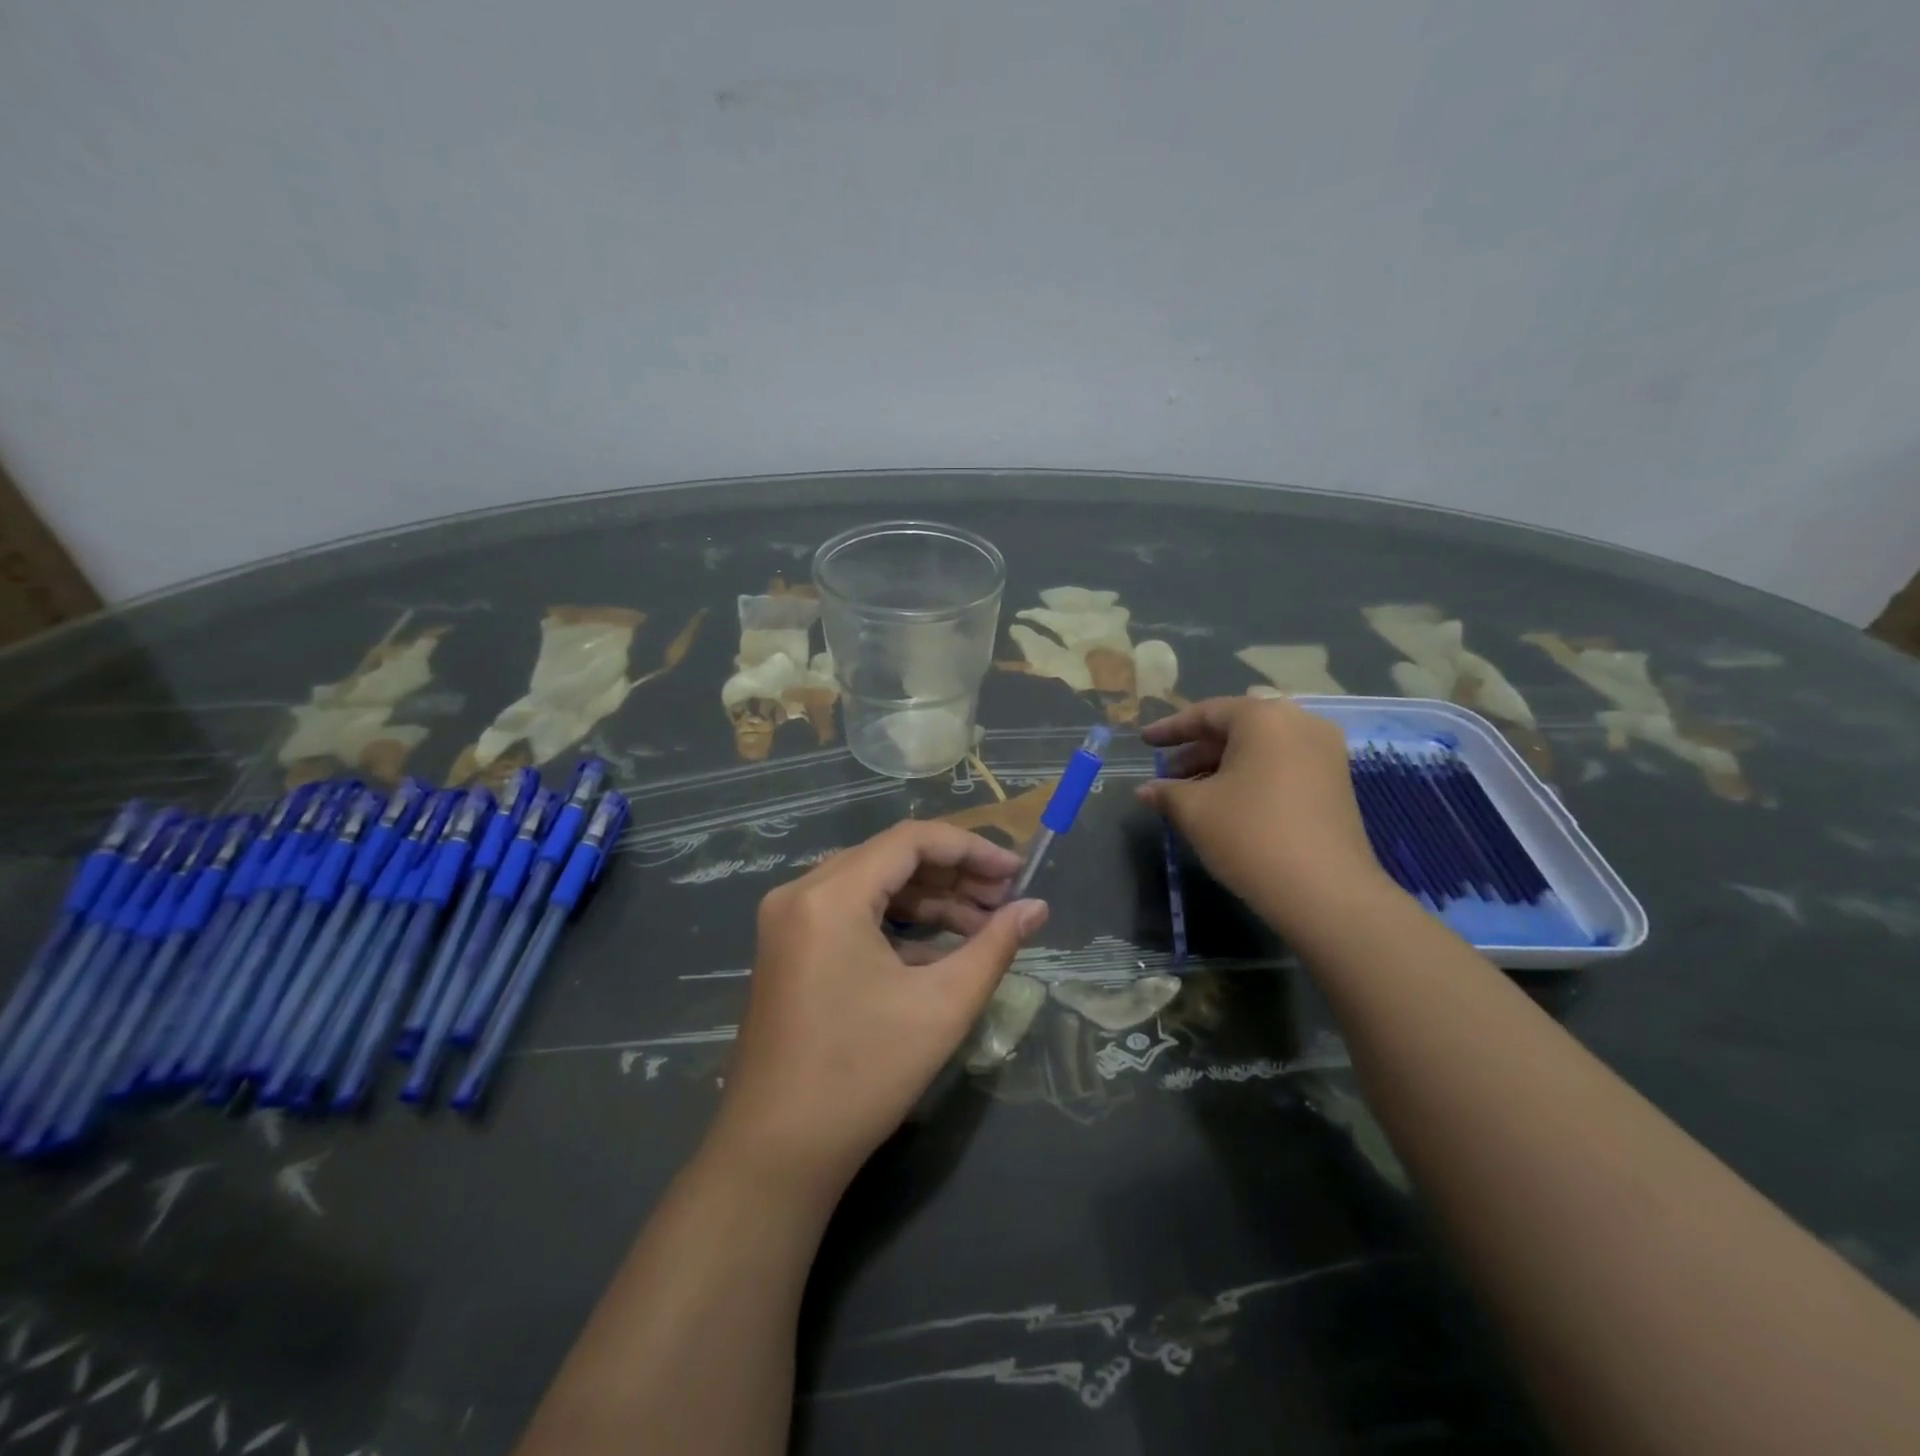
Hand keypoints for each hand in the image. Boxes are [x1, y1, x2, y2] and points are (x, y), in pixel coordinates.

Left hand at [708, 821, 1048, 1199]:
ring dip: (929, 899)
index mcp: (830, 895)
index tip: (1017, 871)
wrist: (776, 1153)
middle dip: (954, 875)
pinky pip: (852, 914)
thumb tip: (1037, 908)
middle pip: (890, 858)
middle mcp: (801, 893)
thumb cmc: (862, 1075)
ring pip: (872, 886)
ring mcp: (789, 921)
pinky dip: (898, 924)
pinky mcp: (790, 948)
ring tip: (985, 924)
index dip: (971, 849)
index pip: (911, 840)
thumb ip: (994, 945)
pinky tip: (943, 947)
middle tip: (1007, 899)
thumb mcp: (941, 1006)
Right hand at [1138, 695, 1396, 935]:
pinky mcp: (1335, 782)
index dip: (1170, 728)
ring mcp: (1324, 752)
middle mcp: (1300, 723)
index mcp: (1264, 717)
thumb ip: (1166, 792)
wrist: (1326, 892)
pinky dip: (1250, 775)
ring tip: (1190, 792)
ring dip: (1222, 764)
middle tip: (1166, 773)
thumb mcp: (1194, 811)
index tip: (1144, 741)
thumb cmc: (1251, 836)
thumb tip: (1146, 790)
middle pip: (1237, 727)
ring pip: (1260, 747)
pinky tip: (1226, 802)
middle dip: (1197, 749)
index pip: (1206, 713)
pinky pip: (1282, 764)